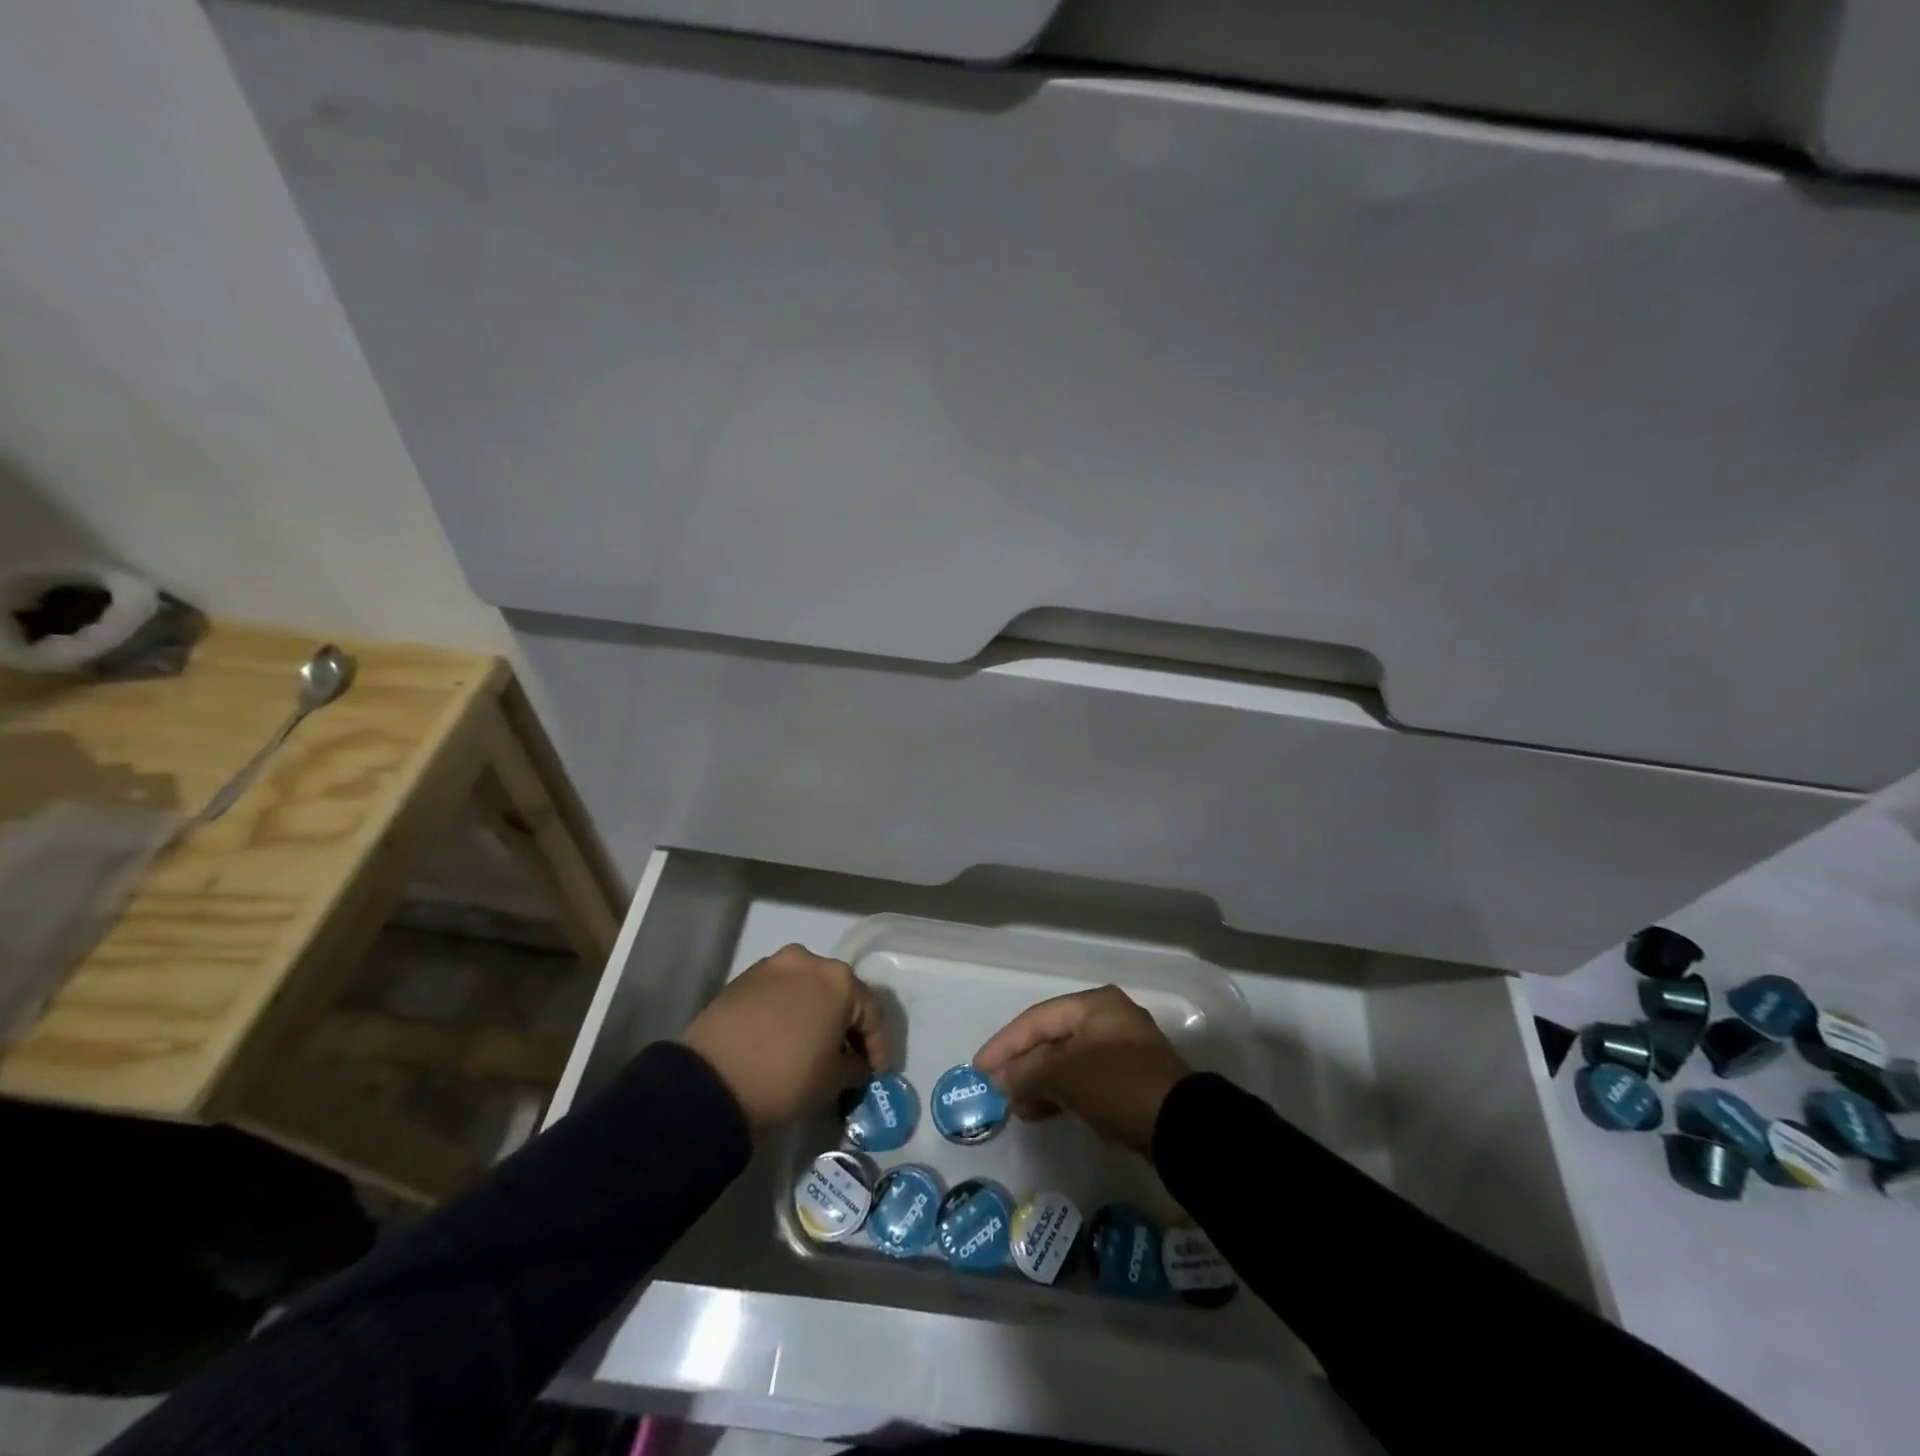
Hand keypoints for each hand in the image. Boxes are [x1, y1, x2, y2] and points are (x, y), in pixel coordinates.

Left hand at [681, 945, 892, 1131]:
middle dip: (848, 1024)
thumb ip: (855, 1066)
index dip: (878, 1045)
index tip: (877, 1073)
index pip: (871, 1011)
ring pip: (807, 988)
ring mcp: (773, 965)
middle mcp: (809, 961)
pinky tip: (785, 1036)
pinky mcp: (744, 977)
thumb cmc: (785, 1077)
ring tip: (815, 1045)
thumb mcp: (832, 1079)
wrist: (711, 1081)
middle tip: (850, 1056)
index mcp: (839, 980)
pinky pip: (779, 992)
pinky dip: (789, 1011)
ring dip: (816, 1013)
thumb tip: (857, 1063)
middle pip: (839, 993)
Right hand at [972, 986, 1190, 1154]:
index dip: (1005, 1043)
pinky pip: (1083, 1080)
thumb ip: (1026, 1072)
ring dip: (1039, 1082)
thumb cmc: (1117, 1085)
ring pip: (1067, 1061)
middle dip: (1022, 1064)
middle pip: (1052, 1038)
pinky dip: (1061, 1092)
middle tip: (996, 1089)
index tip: (979, 1068)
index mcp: (1094, 1004)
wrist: (1181, 1127)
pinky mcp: (1129, 1081)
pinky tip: (1042, 1111)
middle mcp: (1108, 1019)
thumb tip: (1002, 1080)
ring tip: (1016, 1107)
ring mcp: (1121, 1050)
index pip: (1037, 1018)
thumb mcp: (1064, 1074)